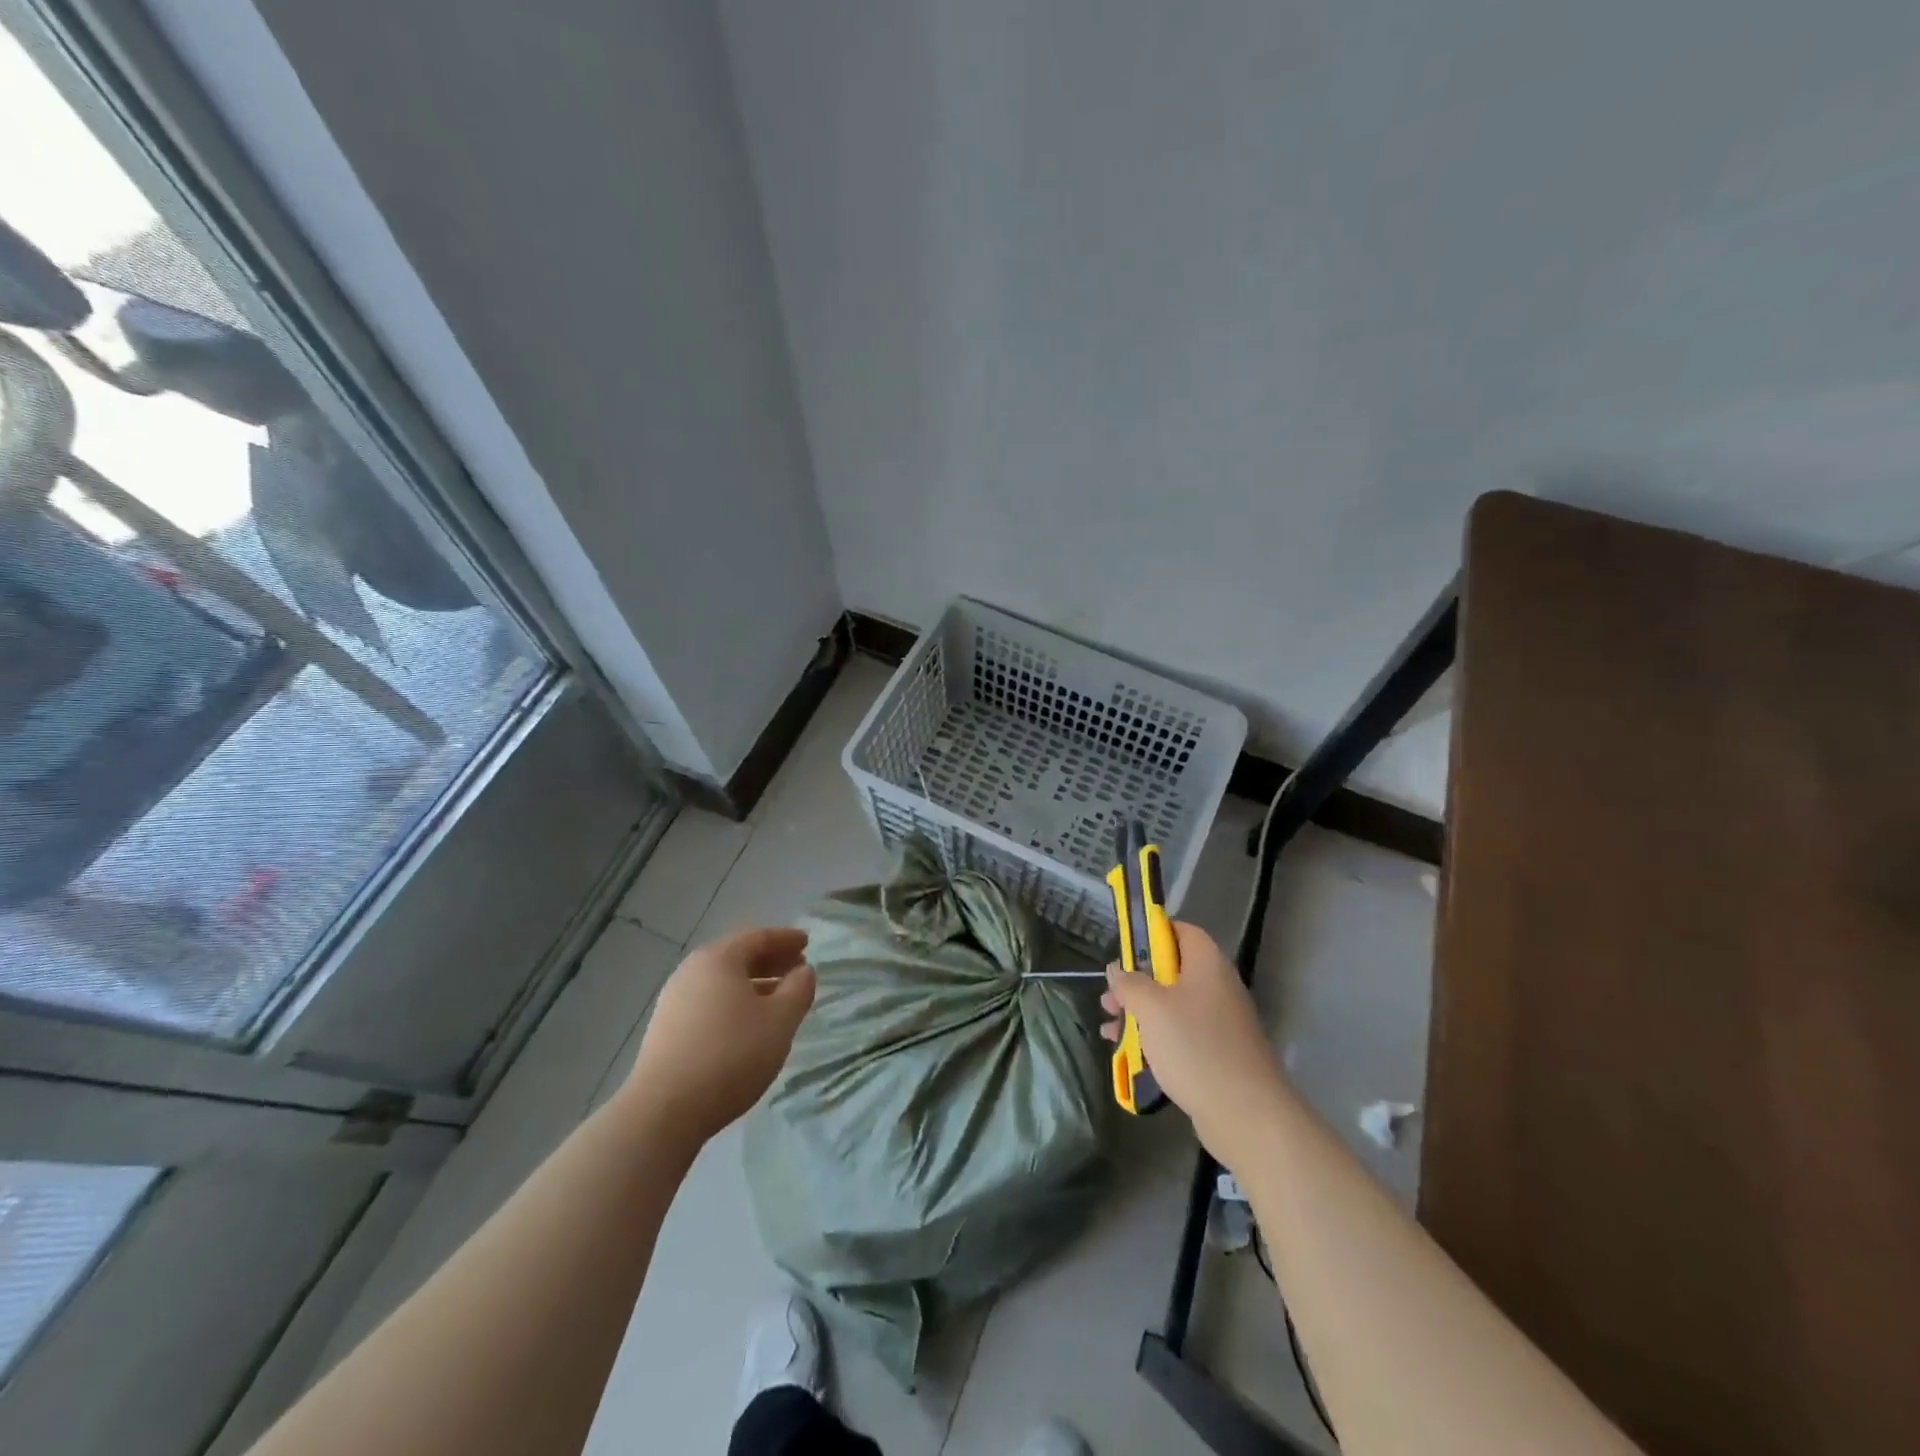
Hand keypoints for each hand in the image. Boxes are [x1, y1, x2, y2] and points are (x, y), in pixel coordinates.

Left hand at [622, 926, 815, 1149]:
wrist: (665, 1111)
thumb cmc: (731, 1054)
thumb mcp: (780, 1020)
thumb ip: (799, 989)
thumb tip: (803, 971)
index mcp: (719, 959)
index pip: (758, 937)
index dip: (786, 938)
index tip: (807, 943)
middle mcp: (692, 971)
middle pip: (738, 956)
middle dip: (771, 960)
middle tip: (797, 970)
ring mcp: (674, 1000)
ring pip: (722, 982)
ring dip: (754, 984)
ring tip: (778, 1000)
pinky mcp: (666, 1029)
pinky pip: (709, 1001)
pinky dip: (734, 1002)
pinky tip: (748, 1024)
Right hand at [1101, 921, 1288, 1164]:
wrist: (1246, 1115)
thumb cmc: (1195, 1047)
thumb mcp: (1151, 1008)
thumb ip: (1130, 983)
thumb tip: (1117, 969)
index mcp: (1207, 964)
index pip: (1181, 931)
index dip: (1152, 933)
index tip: (1124, 949)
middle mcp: (1216, 987)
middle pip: (1171, 971)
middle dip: (1136, 982)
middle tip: (1109, 998)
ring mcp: (1219, 1023)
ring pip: (1171, 1006)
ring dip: (1139, 1013)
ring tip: (1109, 1028)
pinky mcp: (1217, 1054)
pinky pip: (1180, 1035)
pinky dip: (1154, 1038)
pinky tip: (1128, 1053)